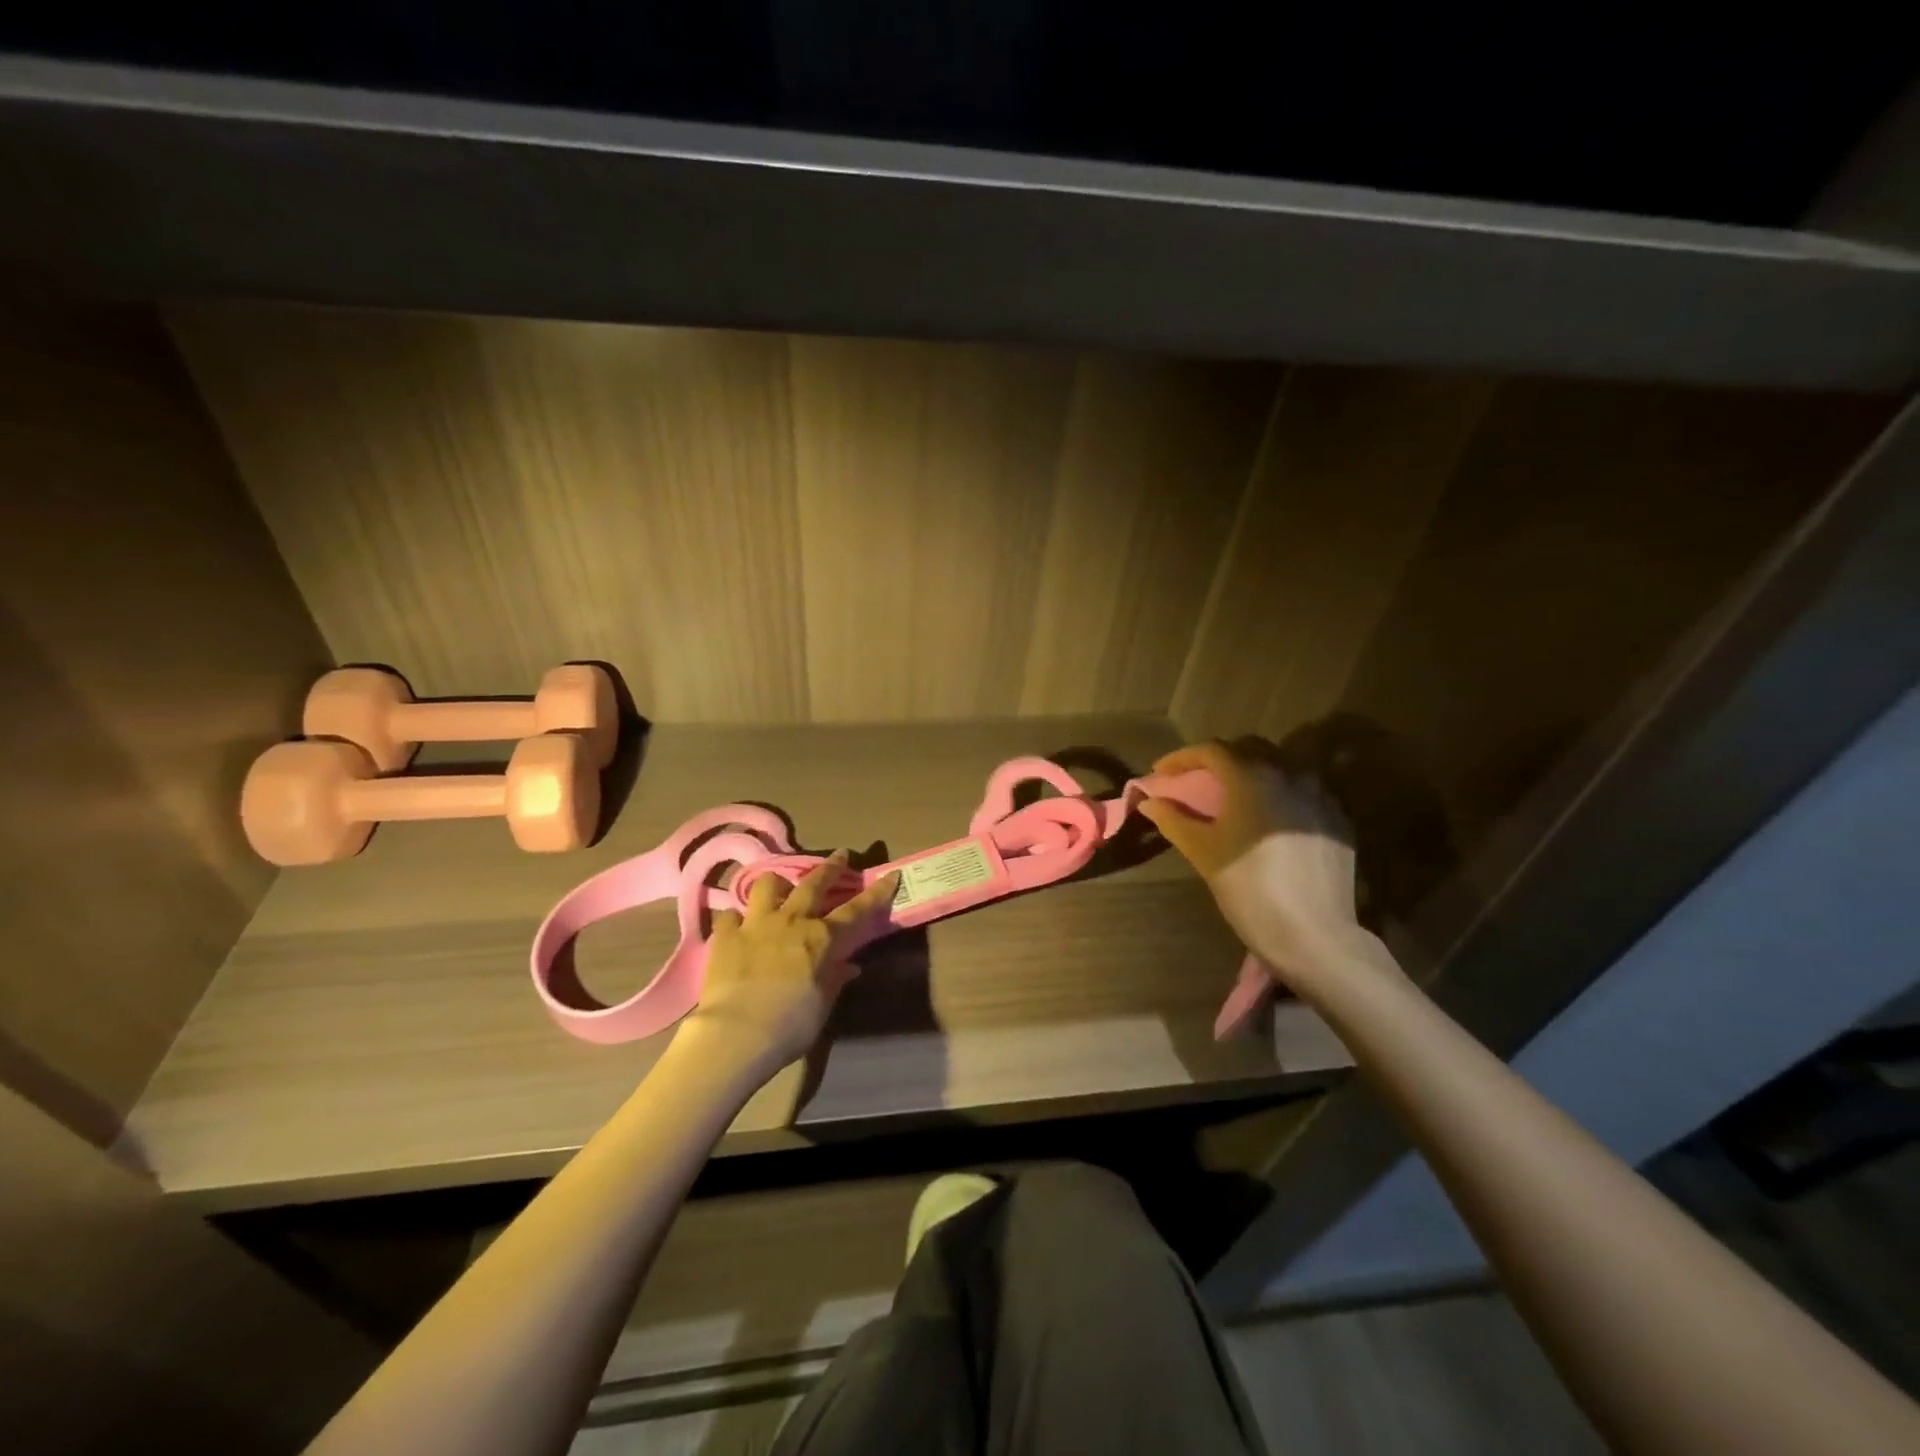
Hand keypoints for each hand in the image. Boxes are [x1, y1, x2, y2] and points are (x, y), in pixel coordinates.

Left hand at [684, 850, 900, 1077]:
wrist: (736, 1033)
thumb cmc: (790, 1024)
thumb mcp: (822, 1006)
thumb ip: (834, 980)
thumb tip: (849, 967)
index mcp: (821, 938)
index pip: (856, 910)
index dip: (876, 892)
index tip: (891, 875)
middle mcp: (792, 921)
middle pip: (814, 884)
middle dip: (831, 867)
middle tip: (840, 854)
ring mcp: (756, 924)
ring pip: (768, 885)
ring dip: (777, 883)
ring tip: (779, 887)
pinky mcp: (725, 935)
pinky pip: (729, 915)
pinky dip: (734, 918)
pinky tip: (735, 925)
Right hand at [1138, 739, 1365, 988]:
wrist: (1313, 933)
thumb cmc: (1248, 887)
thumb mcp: (1203, 852)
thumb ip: (1173, 819)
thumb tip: (1149, 801)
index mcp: (1252, 776)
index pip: (1211, 750)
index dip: (1182, 758)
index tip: (1161, 773)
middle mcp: (1290, 773)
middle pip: (1248, 749)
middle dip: (1218, 760)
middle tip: (1196, 780)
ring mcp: (1320, 795)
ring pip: (1281, 766)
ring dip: (1252, 772)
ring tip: (1233, 796)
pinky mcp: (1337, 819)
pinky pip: (1303, 791)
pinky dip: (1279, 793)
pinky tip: (1269, 818)